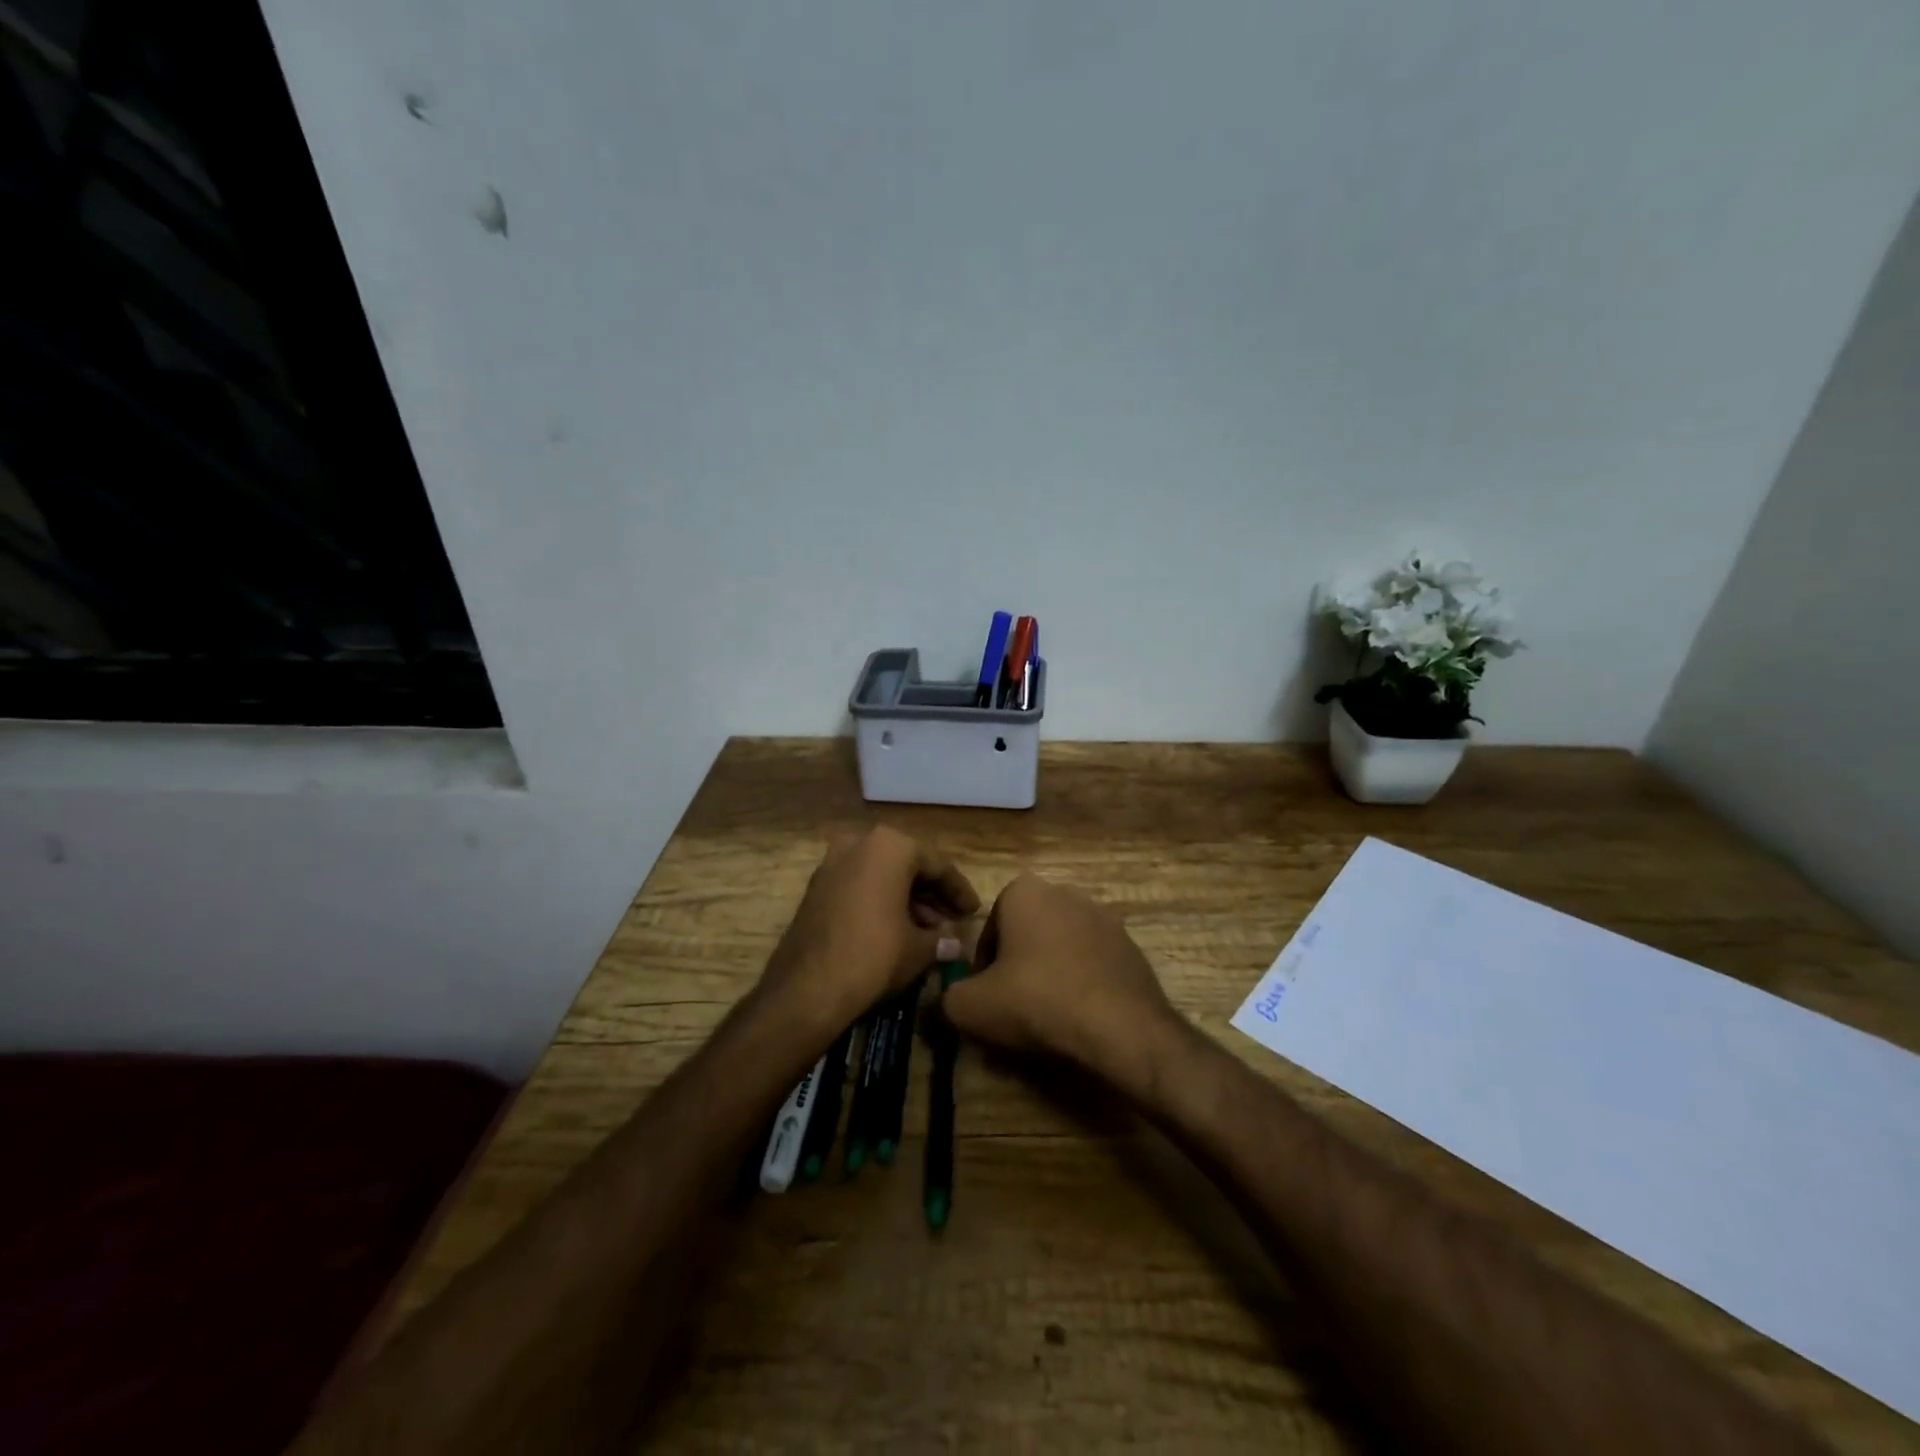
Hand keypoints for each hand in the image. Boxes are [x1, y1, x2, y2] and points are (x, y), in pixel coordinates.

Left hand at [759, 826, 979, 1031]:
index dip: (959, 891)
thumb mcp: (919, 949)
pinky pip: (859, 886)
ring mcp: (832, 863)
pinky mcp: (815, 887)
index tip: (973, 912)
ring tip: (929, 931)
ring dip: (906, 899)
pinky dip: (880, 902)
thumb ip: (941, 939)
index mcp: (890, 846)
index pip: (937, 865)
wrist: (807, 988)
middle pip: (907, 866)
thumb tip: (954, 944)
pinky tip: (897, 931)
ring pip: (881, 875)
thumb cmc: (874, 956)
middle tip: (952, 921)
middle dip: (931, 894)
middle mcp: (859, 843)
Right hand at [941, 874, 1186, 1090]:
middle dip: (1018, 966)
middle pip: (1026, 935)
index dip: (982, 967)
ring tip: (1048, 1018)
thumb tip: (950, 1000)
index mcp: (1024, 892)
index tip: (987, 998)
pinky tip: (1080, 1018)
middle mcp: (1065, 893)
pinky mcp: (1131, 947)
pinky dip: (1082, 985)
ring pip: (1060, 949)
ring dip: (1051, 975)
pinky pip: (1093, 965)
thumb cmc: (1037, 1001)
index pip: (989, 928)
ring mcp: (1104, 918)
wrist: (1120, 1027)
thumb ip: (948, 997)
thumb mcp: (971, 1007)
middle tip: (1014, 1008)